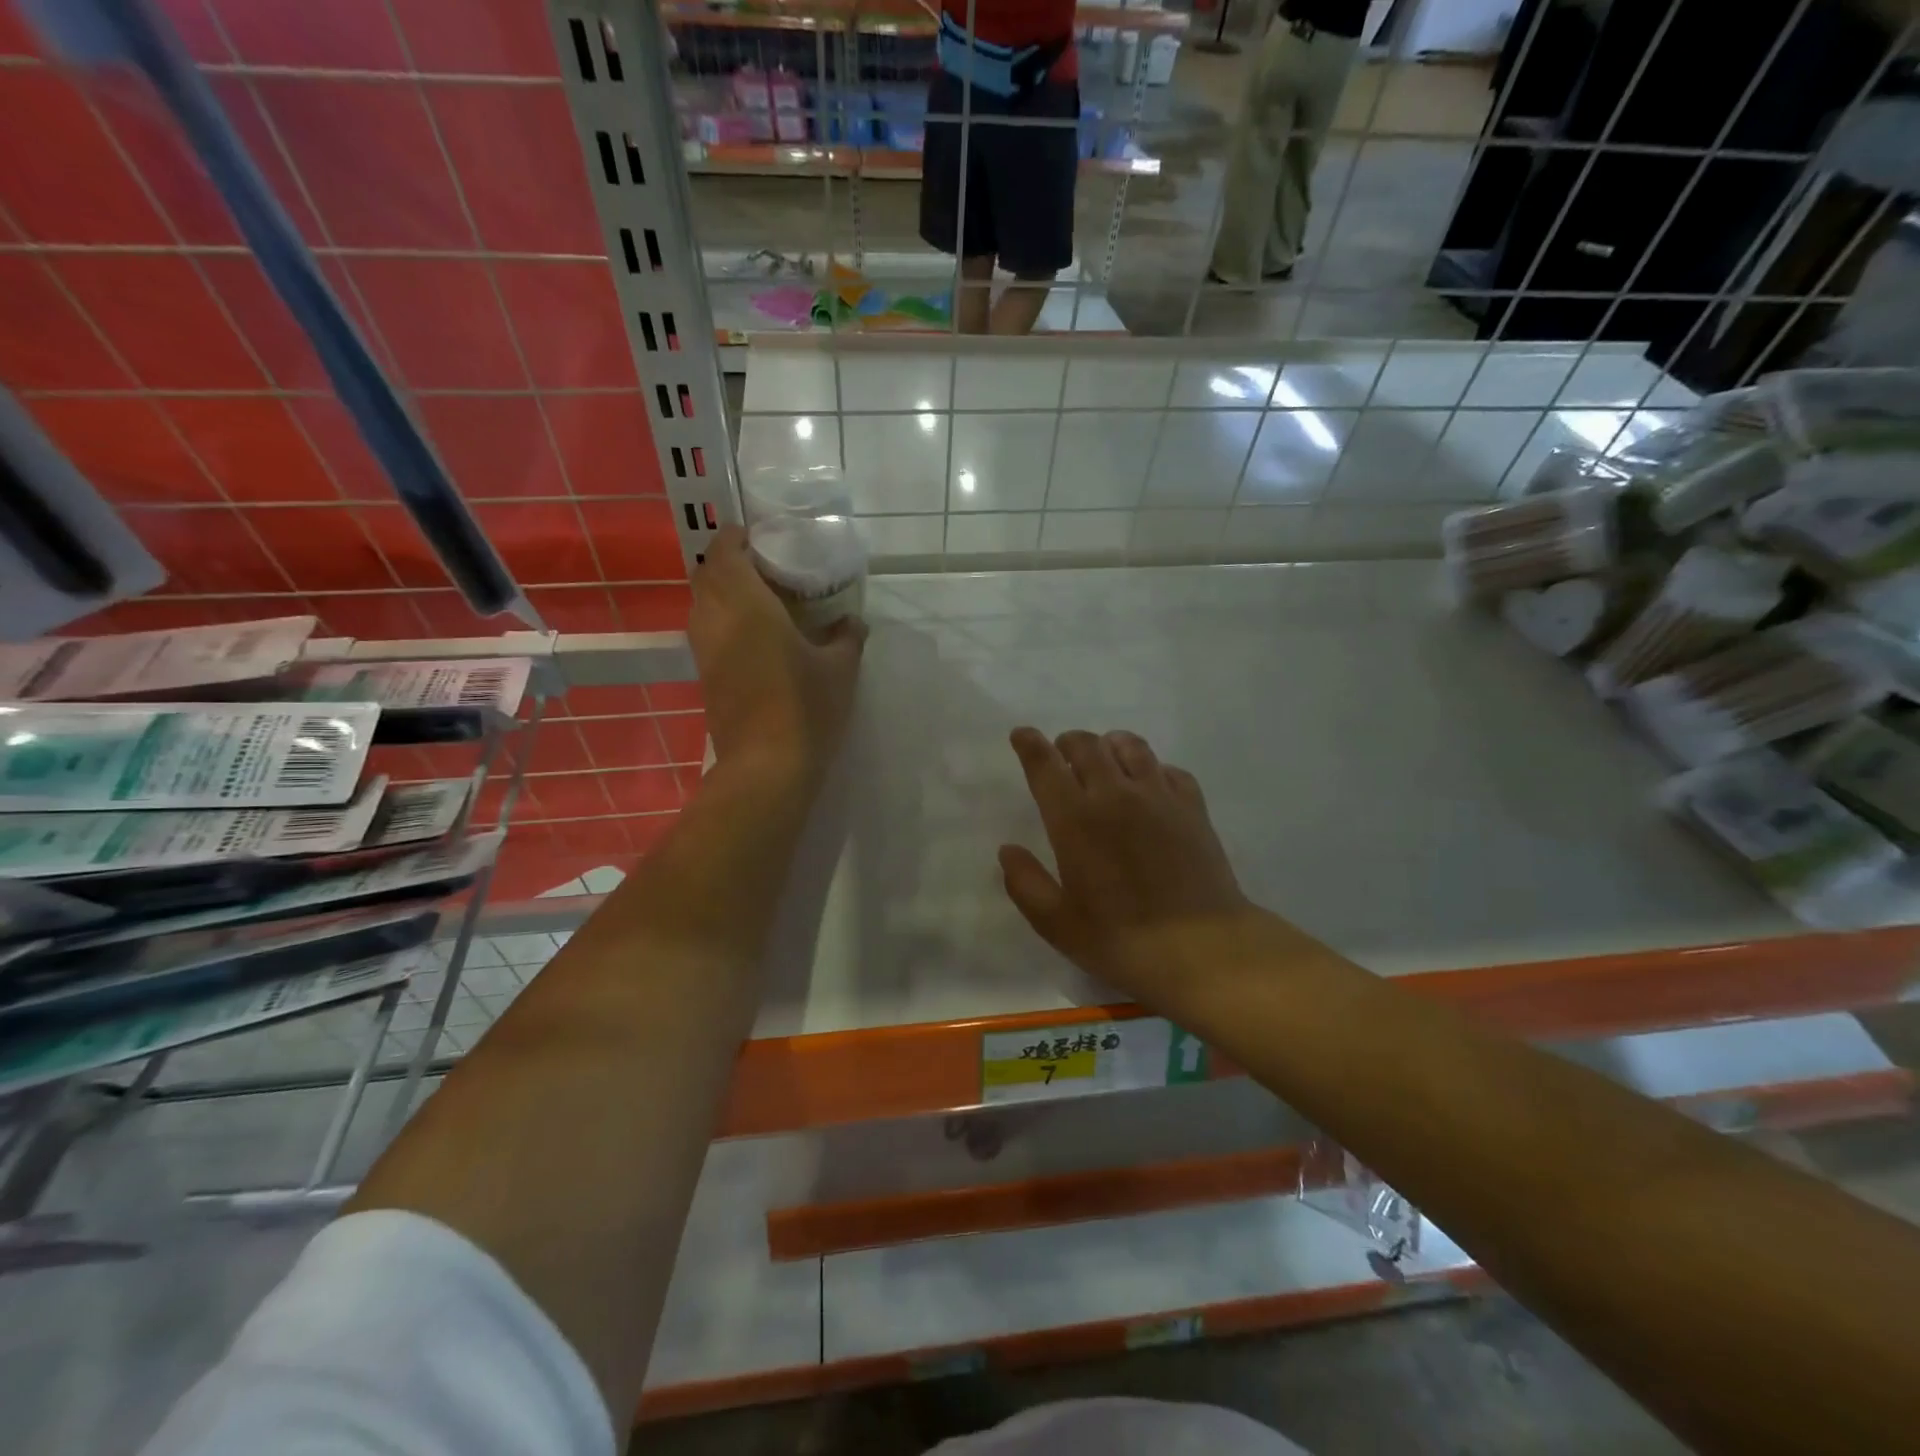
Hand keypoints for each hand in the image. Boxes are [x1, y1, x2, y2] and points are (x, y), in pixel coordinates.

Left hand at [689, 526, 865, 784]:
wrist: (766, 766)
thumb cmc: (805, 707)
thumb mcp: (840, 669)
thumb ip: (847, 637)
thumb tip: (852, 622)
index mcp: (746, 604)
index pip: (725, 552)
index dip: (737, 537)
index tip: (761, 537)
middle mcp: (715, 619)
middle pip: (706, 574)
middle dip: (729, 562)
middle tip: (766, 567)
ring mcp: (704, 650)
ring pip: (702, 604)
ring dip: (724, 592)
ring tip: (762, 599)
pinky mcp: (704, 676)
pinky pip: (707, 631)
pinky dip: (724, 620)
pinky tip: (756, 636)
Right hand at [1000, 728, 1255, 1003]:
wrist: (1202, 948)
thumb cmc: (1121, 940)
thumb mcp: (1057, 923)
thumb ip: (1025, 883)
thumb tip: (1008, 850)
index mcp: (1075, 820)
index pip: (1045, 765)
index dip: (1030, 744)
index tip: (1022, 734)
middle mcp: (1115, 795)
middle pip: (1087, 745)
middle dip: (1068, 742)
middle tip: (1062, 755)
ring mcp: (1158, 796)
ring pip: (1130, 746)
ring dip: (1109, 746)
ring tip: (1105, 760)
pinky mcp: (1192, 806)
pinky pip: (1168, 768)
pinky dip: (1151, 768)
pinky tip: (1150, 785)